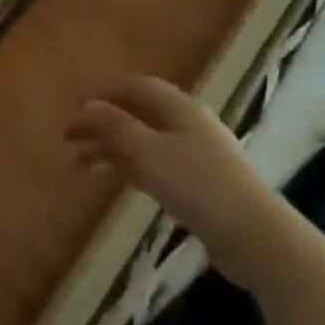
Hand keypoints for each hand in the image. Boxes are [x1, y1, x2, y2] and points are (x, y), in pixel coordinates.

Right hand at [66, 75, 303, 290]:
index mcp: (179, 108)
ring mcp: (194, 156)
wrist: (255, 237)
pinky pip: (154, 166)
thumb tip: (88, 105)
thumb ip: (115, 125)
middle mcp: (187, 125)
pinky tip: (113, 179)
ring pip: (143, 142)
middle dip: (102, 124)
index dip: (104, 95)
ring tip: (82, 164)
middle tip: (69, 138)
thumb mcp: (148, 151)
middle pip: (137, 115)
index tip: (75, 109)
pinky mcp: (197, 185)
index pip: (136, 87)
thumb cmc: (197, 184)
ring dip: (111, 148)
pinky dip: (129, 167)